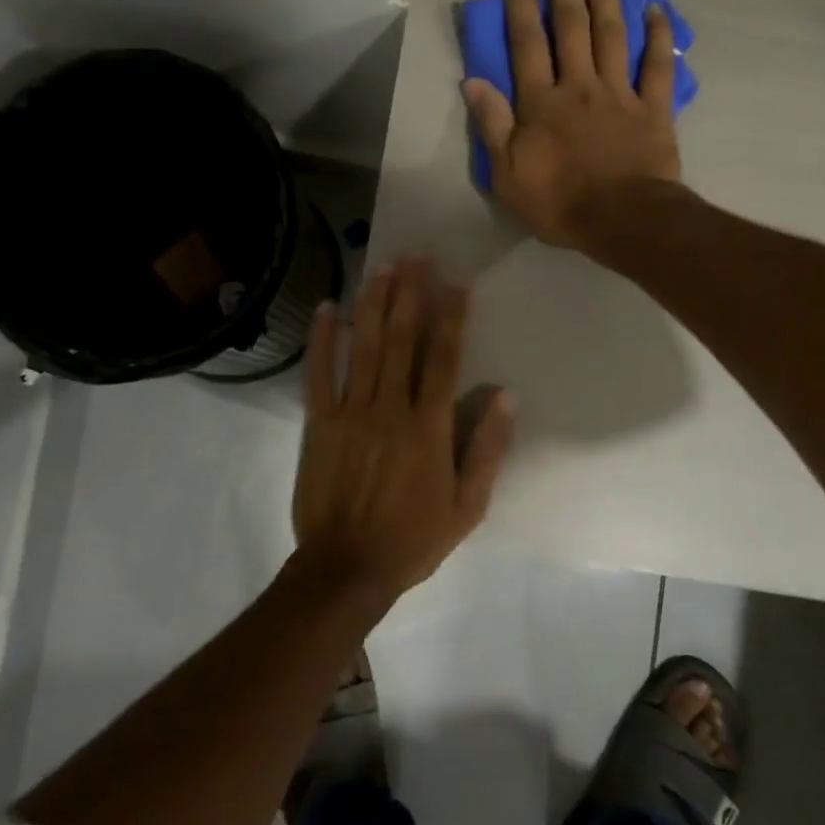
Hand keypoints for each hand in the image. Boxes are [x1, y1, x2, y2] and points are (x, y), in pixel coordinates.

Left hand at [291, 258, 515, 603]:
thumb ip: (486, 449)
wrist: (347, 567)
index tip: (456, 284)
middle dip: (411, 295)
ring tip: (382, 267)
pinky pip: (319, 373)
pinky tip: (326, 308)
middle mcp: (390, 408)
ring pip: (363, 347)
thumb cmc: (412, 539)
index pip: (444, 360)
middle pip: (402, 340)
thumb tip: (506, 396)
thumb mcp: (467, 506)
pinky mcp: (319, 423)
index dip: (451, 318)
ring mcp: (350, 412)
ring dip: (373, 304)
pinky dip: (322, 339)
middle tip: (416, 257)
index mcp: (428, 428)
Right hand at [462, 0, 683, 250]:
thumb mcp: (508, 176)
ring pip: (613, 33)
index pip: (527, 44)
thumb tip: (473, 82)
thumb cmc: (559, 204)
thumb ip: (493, 126)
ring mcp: (620, 93)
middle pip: (572, 26)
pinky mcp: (653, 108)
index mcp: (542, 103)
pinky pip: (657, 64)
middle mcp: (580, 85)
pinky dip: (658, 35)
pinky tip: (655, 8)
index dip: (521, 7)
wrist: (623, 221)